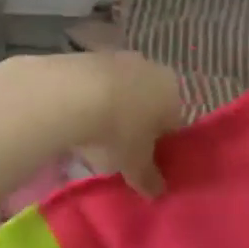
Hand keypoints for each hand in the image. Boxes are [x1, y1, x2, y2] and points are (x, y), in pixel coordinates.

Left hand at [2, 52, 181, 196]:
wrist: (73, 93)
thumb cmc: (119, 130)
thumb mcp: (136, 164)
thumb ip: (149, 178)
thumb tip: (158, 191)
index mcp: (172, 93)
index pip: (174, 123)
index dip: (161, 147)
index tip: (145, 166)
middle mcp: (151, 69)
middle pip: (148, 104)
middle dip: (136, 128)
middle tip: (120, 155)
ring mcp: (119, 59)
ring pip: (122, 93)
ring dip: (112, 113)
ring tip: (93, 142)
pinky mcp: (90, 56)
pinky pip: (97, 85)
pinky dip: (91, 101)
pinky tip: (76, 121)